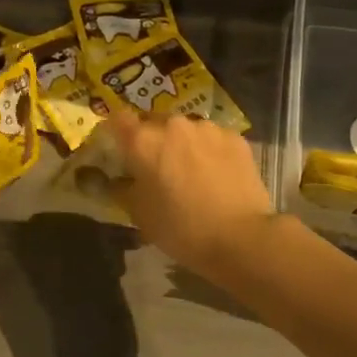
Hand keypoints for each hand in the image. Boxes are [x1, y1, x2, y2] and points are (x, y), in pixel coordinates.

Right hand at [103, 111, 275, 274]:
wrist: (241, 236)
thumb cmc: (181, 229)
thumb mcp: (140, 215)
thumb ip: (123, 189)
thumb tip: (118, 179)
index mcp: (144, 141)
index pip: (118, 119)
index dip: (116, 131)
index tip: (119, 147)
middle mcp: (174, 125)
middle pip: (154, 122)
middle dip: (152, 139)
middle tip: (157, 166)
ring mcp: (207, 128)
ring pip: (186, 129)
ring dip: (183, 143)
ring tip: (192, 171)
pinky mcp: (235, 137)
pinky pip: (213, 138)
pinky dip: (210, 150)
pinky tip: (217, 173)